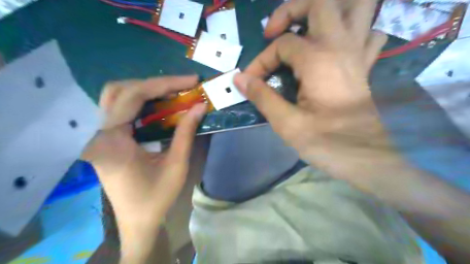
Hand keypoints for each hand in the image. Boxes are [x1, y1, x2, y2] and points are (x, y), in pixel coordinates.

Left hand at [82, 75, 205, 259]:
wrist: (137, 221)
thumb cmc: (156, 198)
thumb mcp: (177, 165)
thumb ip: (186, 132)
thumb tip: (200, 106)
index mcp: (112, 141)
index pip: (133, 97)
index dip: (163, 84)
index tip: (190, 81)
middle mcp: (99, 134)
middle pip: (119, 90)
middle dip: (154, 84)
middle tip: (181, 87)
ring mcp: (100, 136)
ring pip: (117, 97)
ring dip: (146, 90)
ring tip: (173, 93)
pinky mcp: (107, 139)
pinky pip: (121, 110)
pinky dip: (142, 102)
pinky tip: (160, 105)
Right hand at [234, 0, 392, 189]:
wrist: (369, 159)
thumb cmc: (328, 143)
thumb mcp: (288, 124)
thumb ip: (263, 97)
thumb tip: (240, 79)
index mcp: (319, 60)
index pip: (282, 45)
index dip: (261, 60)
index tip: (251, 81)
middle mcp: (341, 46)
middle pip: (321, 2)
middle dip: (292, 9)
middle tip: (274, 32)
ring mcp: (358, 53)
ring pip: (357, 8)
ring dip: (330, 11)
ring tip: (306, 27)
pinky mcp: (364, 66)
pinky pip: (367, 34)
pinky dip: (352, 32)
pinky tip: (335, 47)